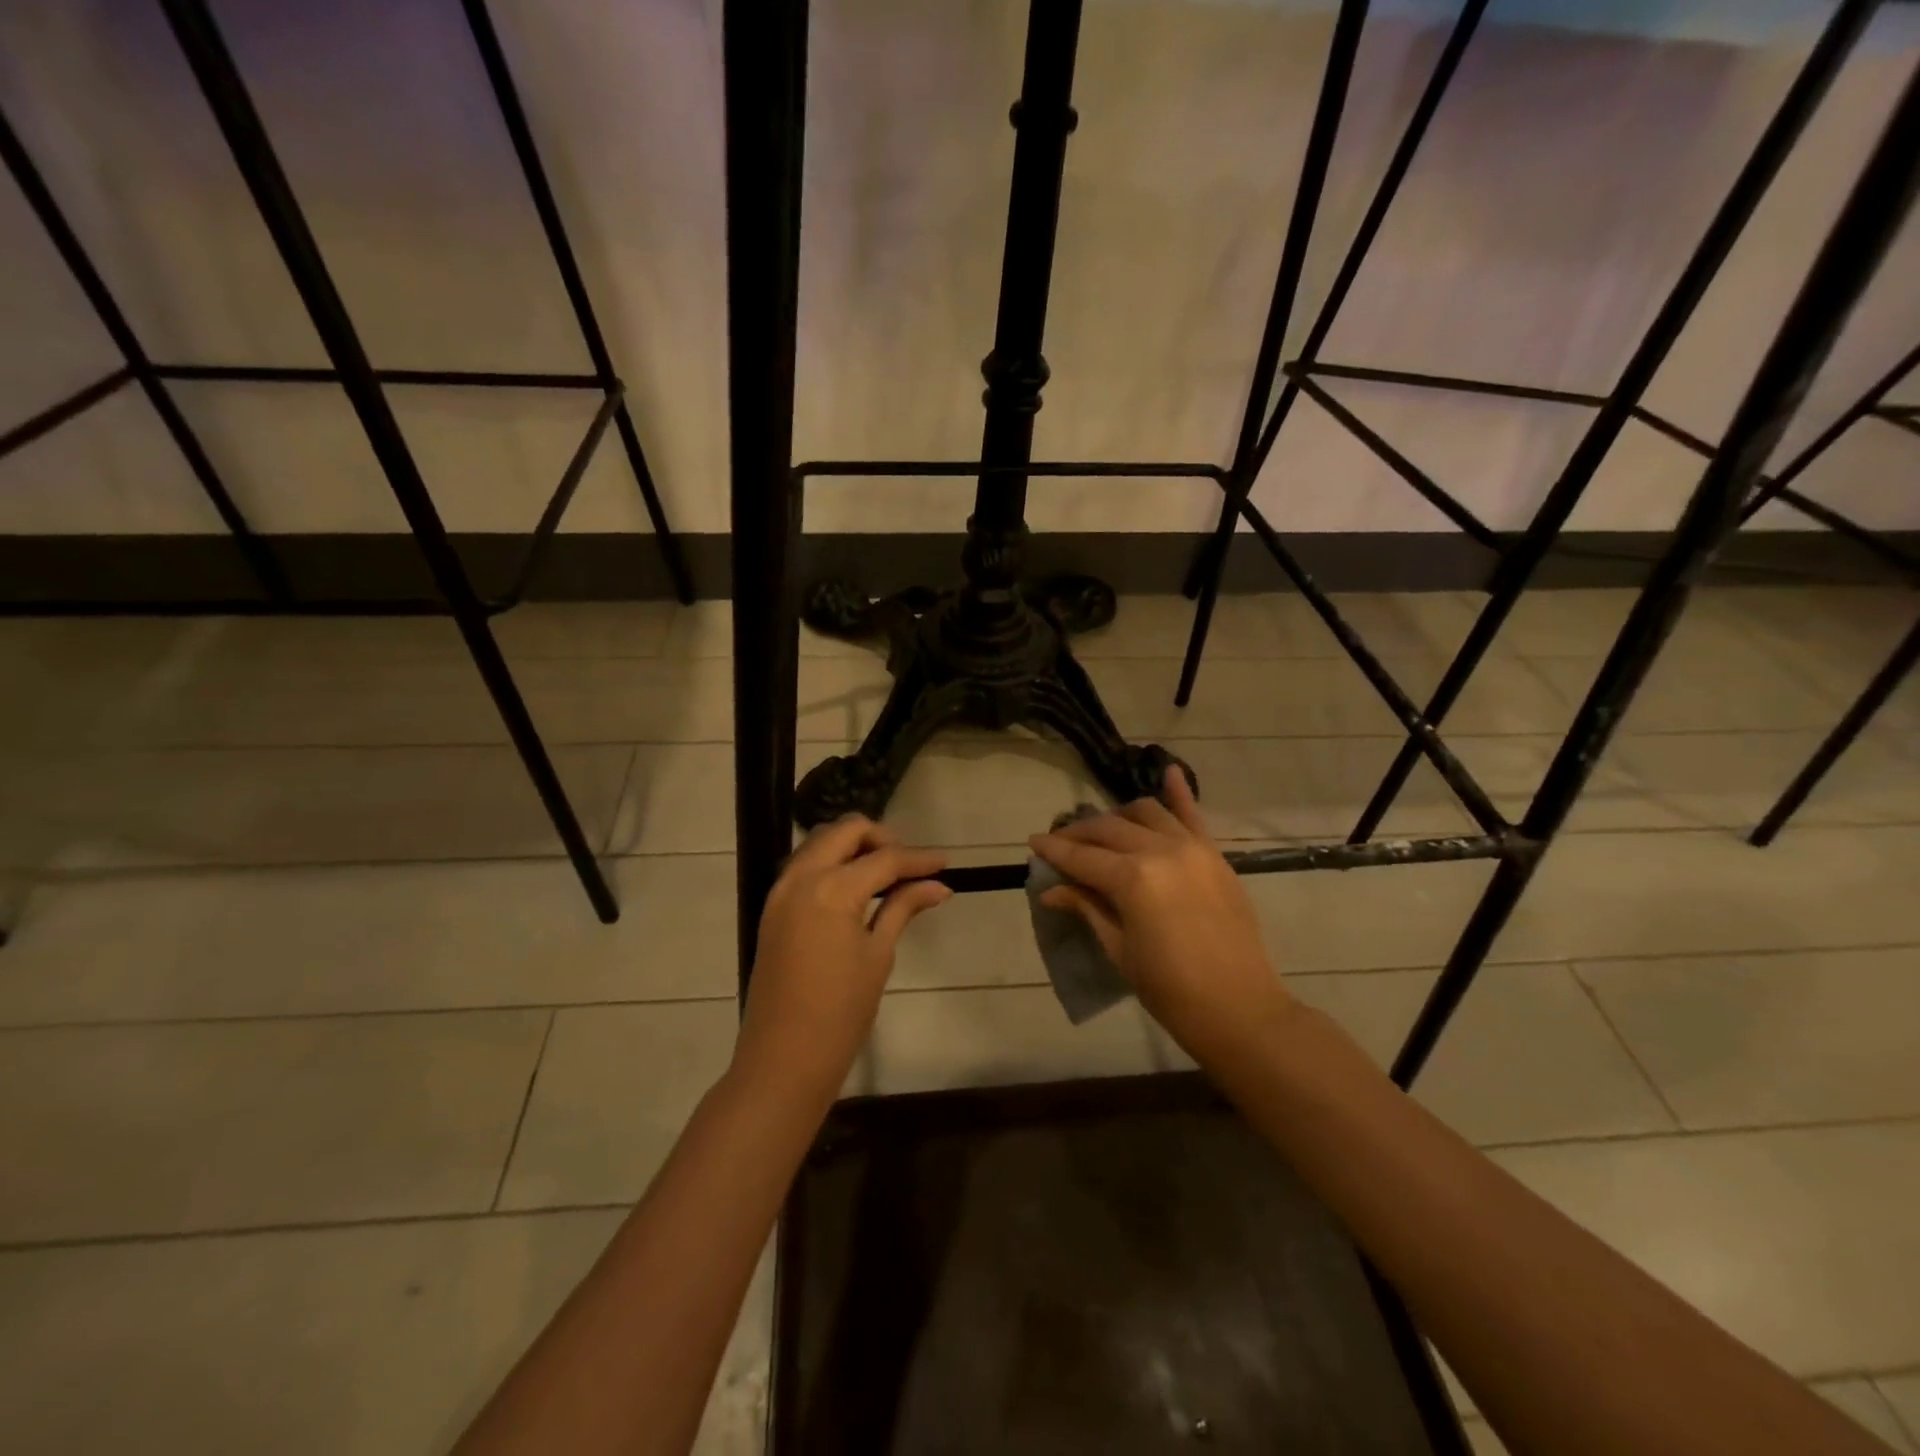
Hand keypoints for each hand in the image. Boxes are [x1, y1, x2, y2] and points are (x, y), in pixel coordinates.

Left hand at [733, 816, 950, 1107]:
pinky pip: (805, 865)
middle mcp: (801, 877)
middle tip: (910, 864)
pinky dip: (832, 863)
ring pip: (820, 842)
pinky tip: (856, 887)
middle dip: (882, 838)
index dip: (918, 859)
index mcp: (831, 889)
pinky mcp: (772, 908)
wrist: (783, 1059)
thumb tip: (938, 886)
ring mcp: (781, 891)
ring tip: (886, 874)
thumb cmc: (840, 1013)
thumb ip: (902, 908)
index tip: (945, 862)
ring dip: (854, 847)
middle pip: (846, 831)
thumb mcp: (878, 955)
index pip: (884, 859)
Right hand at [1029, 765, 1291, 1064]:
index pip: (1081, 856)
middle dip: (1079, 833)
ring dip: (1117, 816)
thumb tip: (1052, 890)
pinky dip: (1178, 792)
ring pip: (1145, 812)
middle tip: (1060, 844)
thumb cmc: (1170, 989)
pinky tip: (1166, 770)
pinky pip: (1193, 815)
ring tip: (1102, 831)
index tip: (1033, 841)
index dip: (1053, 849)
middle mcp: (1160, 850)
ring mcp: (1192, 848)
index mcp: (1133, 879)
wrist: (1240, 1009)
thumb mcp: (1119, 949)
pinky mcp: (1214, 855)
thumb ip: (1088, 908)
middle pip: (1108, 829)